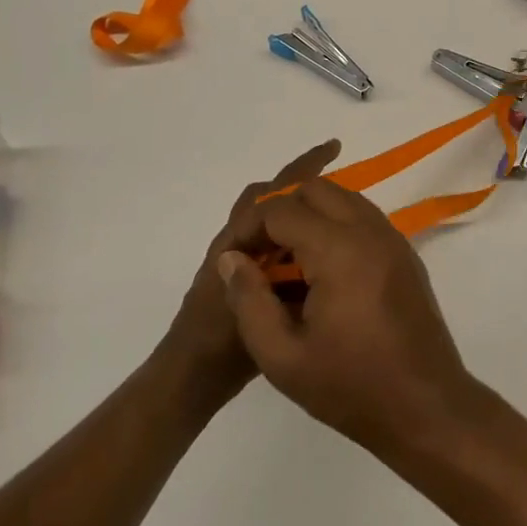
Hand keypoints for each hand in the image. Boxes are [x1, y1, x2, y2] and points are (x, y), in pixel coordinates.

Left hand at [161, 140, 341, 402]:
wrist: (190, 377)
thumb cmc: (221, 343)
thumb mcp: (257, 308)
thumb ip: (283, 278)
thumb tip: (317, 245)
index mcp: (238, 242)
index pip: (274, 193)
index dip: (304, 168)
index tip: (334, 148)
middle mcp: (236, 243)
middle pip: (269, 198)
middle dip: (301, 181)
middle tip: (337, 175)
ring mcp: (239, 263)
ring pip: (269, 223)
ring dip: (296, 210)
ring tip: (334, 216)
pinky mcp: (244, 282)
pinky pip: (274, 248)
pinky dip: (294, 241)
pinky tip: (320, 259)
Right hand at [216, 178, 481, 453]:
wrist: (426, 407)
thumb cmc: (351, 387)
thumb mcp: (281, 356)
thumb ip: (249, 301)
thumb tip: (231, 259)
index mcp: (339, 250)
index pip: (282, 209)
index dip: (249, 228)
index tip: (234, 259)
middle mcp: (370, 232)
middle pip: (317, 189)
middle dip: (281, 212)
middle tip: (261, 254)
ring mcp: (394, 240)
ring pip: (344, 198)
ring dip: (310, 216)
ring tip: (287, 262)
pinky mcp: (406, 255)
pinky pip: (364, 219)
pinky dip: (336, 226)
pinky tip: (322, 272)